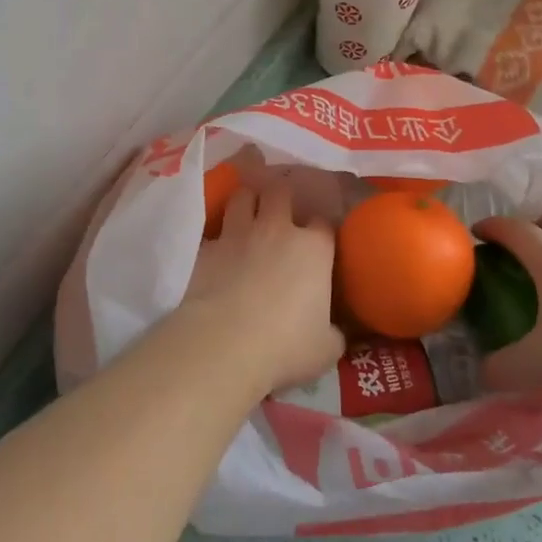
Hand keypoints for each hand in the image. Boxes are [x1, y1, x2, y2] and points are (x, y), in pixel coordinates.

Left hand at [178, 179, 342, 394]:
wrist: (224, 344)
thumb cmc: (285, 345)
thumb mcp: (326, 348)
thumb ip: (334, 332)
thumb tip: (336, 331)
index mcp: (314, 248)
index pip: (323, 222)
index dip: (321, 229)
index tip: (320, 241)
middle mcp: (277, 229)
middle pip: (281, 192)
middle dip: (282, 197)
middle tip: (281, 211)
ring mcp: (237, 233)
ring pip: (242, 196)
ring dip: (247, 201)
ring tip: (248, 212)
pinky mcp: (206, 247)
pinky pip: (213, 229)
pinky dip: (218, 234)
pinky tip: (218, 246)